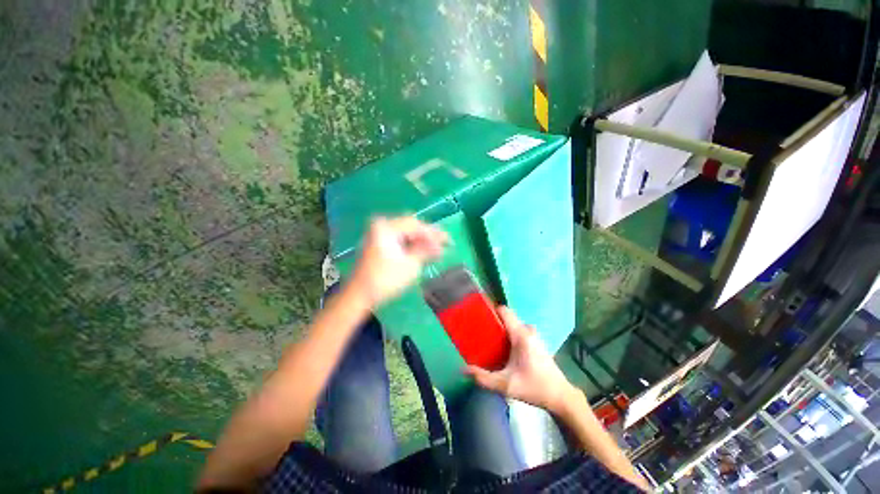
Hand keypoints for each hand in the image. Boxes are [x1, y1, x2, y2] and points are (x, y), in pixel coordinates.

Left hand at [350, 216, 448, 306]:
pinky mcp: (378, 243)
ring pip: (406, 233)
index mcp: (386, 227)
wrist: (360, 295)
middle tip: (444, 243)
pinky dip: (411, 244)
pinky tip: (422, 250)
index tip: (449, 241)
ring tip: (436, 248)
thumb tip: (441, 245)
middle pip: (411, 227)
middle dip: (428, 236)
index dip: (434, 234)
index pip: (416, 225)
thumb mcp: (410, 264)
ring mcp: (378, 234)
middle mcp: (381, 225)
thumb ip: (426, 250)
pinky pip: (400, 239)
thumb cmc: (385, 279)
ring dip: (421, 240)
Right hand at [465, 306, 576, 414]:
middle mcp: (528, 330)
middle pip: (507, 318)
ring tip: (490, 340)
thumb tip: (463, 370)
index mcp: (520, 334)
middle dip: (494, 322)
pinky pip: (519, 331)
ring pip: (513, 325)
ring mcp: (534, 335)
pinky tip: (504, 349)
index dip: (491, 309)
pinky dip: (510, 335)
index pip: (504, 311)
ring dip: (502, 330)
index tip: (479, 315)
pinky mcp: (537, 342)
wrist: (561, 397)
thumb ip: (483, 378)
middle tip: (480, 332)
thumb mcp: (506, 385)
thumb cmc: (534, 387)